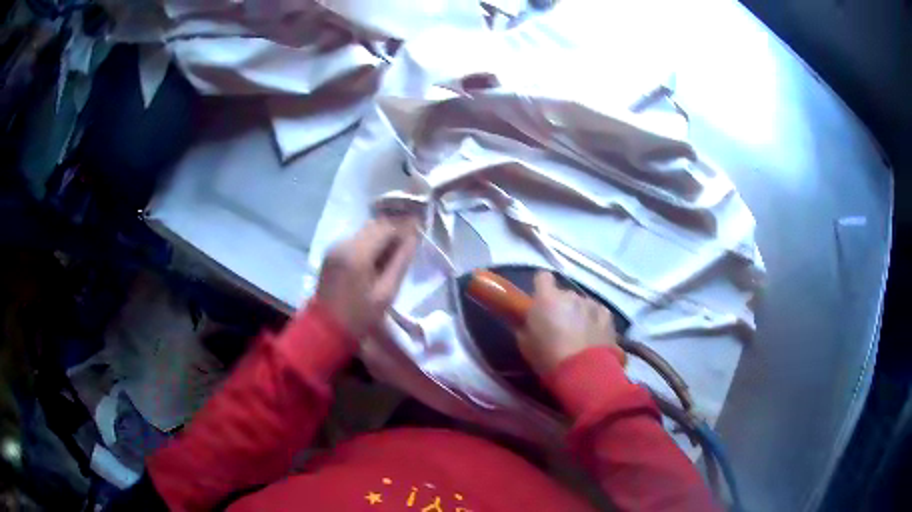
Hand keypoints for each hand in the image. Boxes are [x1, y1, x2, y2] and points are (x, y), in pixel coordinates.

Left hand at [316, 219, 419, 338]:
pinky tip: (377, 258)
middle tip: (409, 244)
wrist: (326, 329)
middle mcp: (344, 243)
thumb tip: (414, 237)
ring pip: (365, 231)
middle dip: (393, 230)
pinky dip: (369, 243)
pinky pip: (356, 240)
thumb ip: (401, 261)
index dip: (405, 227)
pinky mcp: (331, 253)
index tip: (420, 231)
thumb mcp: (386, 292)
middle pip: (375, 225)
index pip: (386, 227)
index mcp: (357, 253)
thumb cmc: (360, 316)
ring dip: (381, 236)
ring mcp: (335, 247)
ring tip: (395, 252)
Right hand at [517, 272, 619, 375]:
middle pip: (563, 294)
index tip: (540, 300)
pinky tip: (592, 337)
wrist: (583, 372)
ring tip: (578, 335)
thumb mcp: (525, 343)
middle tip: (558, 327)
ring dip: (578, 314)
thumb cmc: (548, 358)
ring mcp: (591, 304)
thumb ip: (527, 325)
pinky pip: (597, 312)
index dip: (541, 287)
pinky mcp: (607, 315)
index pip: (542, 277)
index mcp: (547, 298)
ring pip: (581, 304)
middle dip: (560, 306)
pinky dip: (594, 321)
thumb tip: (530, 320)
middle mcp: (570, 295)